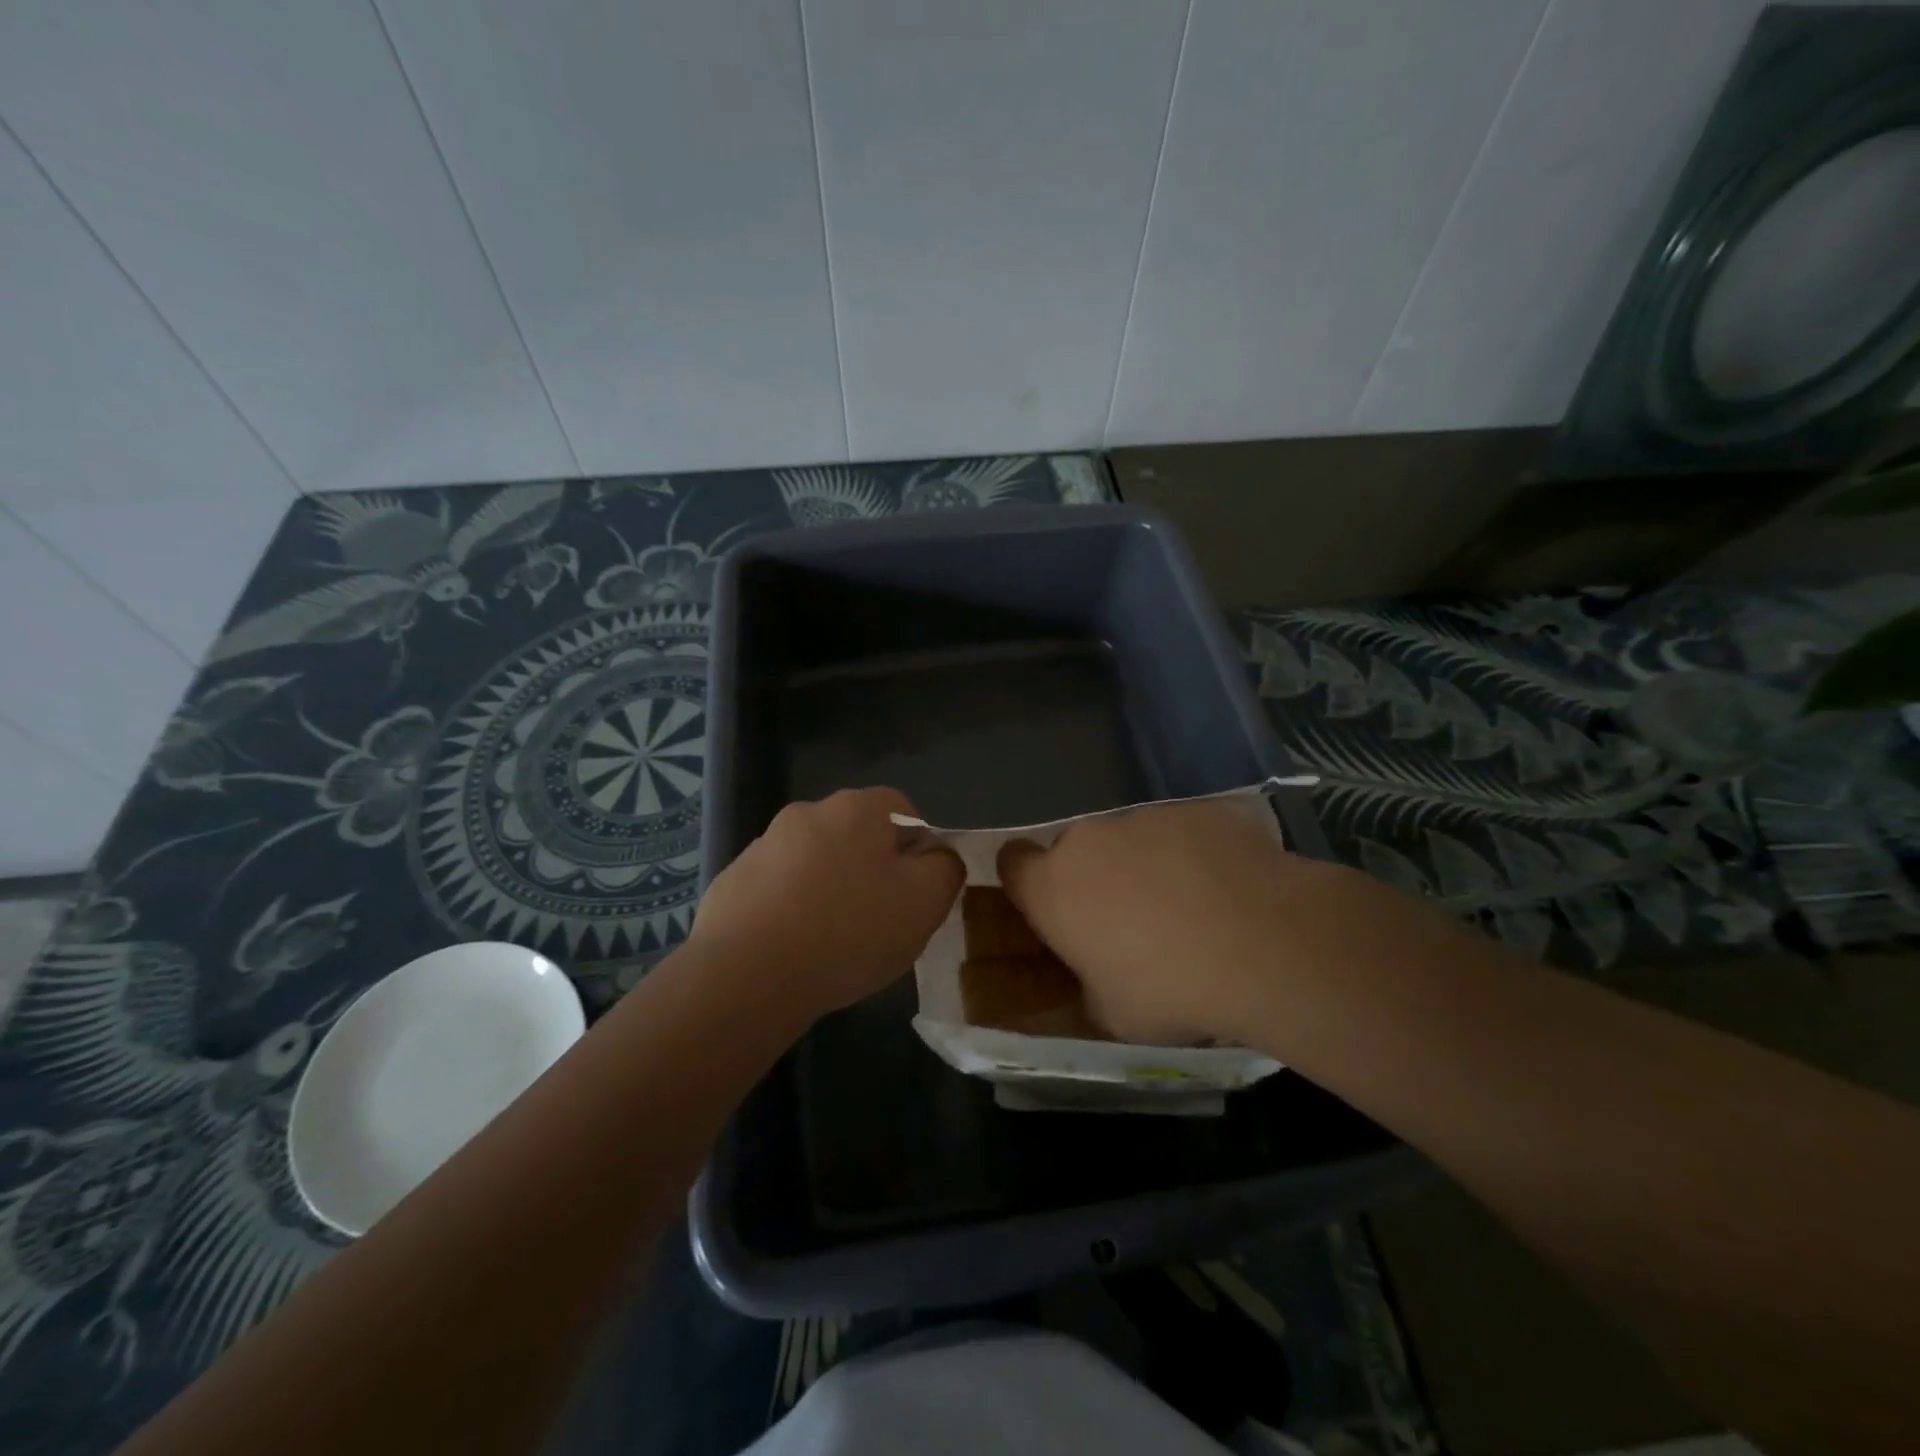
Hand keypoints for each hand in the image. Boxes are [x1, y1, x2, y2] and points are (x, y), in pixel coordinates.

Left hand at [691, 787, 962, 1022]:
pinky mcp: (733, 881)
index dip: (918, 848)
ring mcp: (764, 845)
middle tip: (881, 920)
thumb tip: (938, 856)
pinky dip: (792, 910)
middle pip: (857, 835)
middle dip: (872, 870)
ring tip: (834, 943)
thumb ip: (945, 869)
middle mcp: (807, 813)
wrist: (747, 975)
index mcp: (856, 809)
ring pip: (816, 863)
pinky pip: (779, 889)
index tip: (916, 892)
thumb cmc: (848, 931)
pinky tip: (795, 950)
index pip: (902, 810)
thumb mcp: (924, 903)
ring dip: (830, 890)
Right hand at [998, 797, 1346, 1045]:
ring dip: (1143, 866)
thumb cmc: (1170, 989)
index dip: (1026, 882)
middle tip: (1130, 922)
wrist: (1265, 944)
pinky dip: (1191, 853)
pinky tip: (1229, 889)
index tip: (1050, 908)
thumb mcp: (1112, 1016)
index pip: (1011, 863)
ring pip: (1129, 840)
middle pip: (1075, 851)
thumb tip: (1092, 979)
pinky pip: (1179, 831)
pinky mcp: (1195, 809)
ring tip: (1190, 909)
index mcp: (1053, 887)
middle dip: (1093, 879)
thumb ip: (1085, 988)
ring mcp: (1144, 818)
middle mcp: (1088, 840)